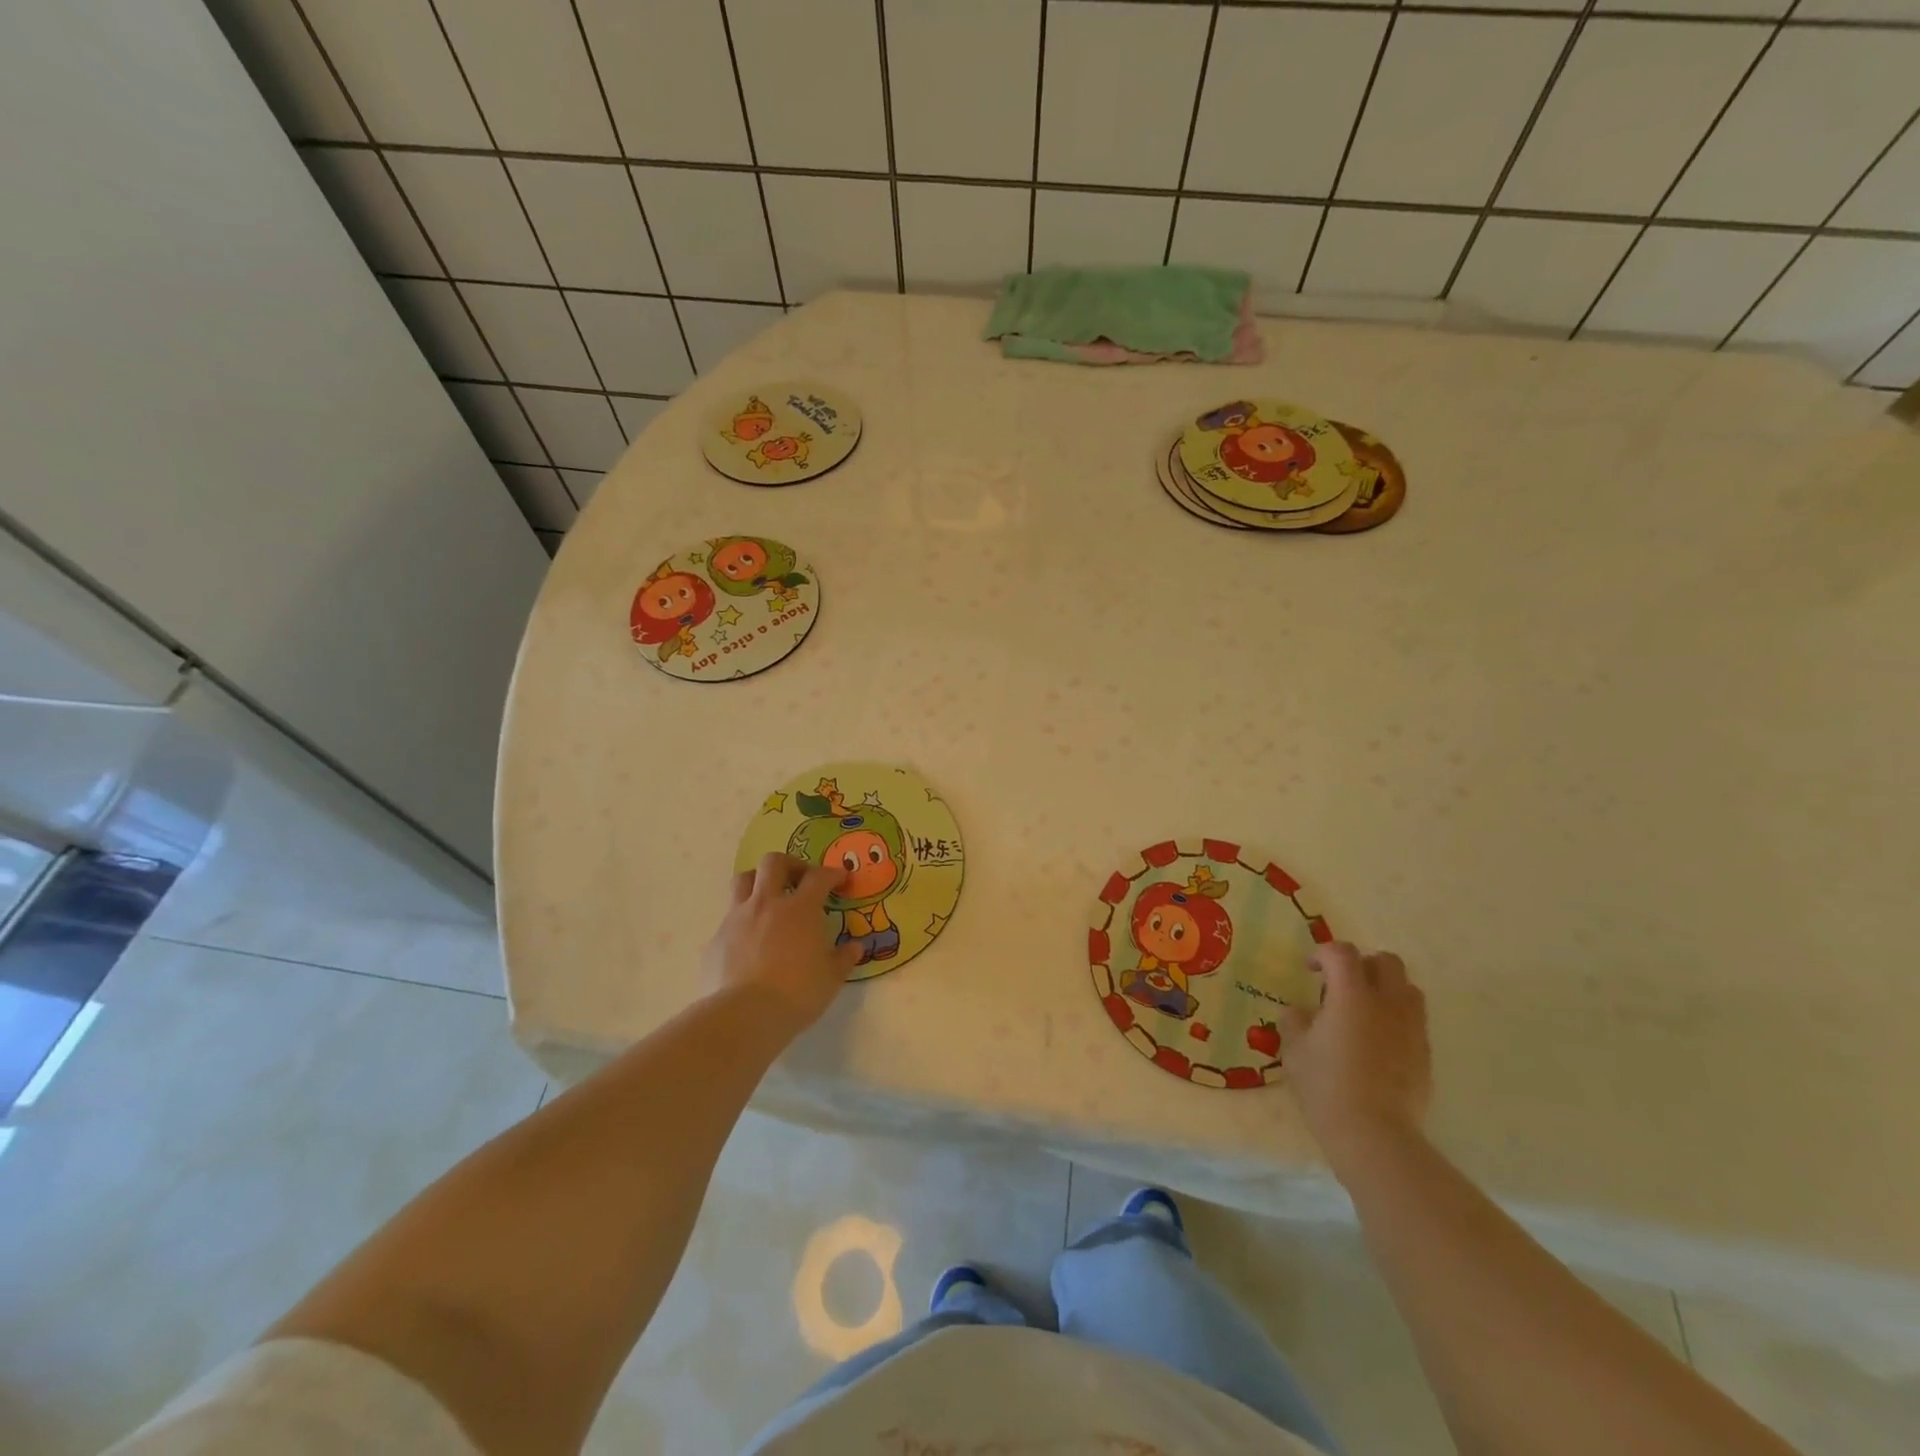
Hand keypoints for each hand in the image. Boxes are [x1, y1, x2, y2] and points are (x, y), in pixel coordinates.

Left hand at [701, 854, 863, 1028]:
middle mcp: (766, 904)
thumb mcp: (831, 979)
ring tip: (769, 897)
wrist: (743, 1016)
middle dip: (790, 864)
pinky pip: (729, 918)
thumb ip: (844, 959)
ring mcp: (737, 919)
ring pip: (742, 880)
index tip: (840, 879)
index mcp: (800, 909)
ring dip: (758, 880)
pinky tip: (749, 941)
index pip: (818, 877)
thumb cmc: (796, 993)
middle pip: (774, 862)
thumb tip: (855, 947)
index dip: (832, 873)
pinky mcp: (715, 939)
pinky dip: (742, 921)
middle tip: (801, 879)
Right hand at [1281, 942, 1431, 1164]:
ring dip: (1384, 988)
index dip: (1323, 953)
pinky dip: (1395, 1018)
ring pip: (1407, 988)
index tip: (1310, 970)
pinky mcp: (1425, 1053)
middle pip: (1386, 961)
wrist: (1374, 1134)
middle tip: (1341, 985)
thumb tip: (1301, 1012)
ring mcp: (1411, 1028)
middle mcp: (1387, 1003)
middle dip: (1362, 964)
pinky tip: (1376, 1041)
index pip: (1342, 953)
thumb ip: (1295, 1021)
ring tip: (1363, 1010)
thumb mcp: (1294, 1050)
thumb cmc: (1326, 1086)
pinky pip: (1414, 1020)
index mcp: (1352, 995)